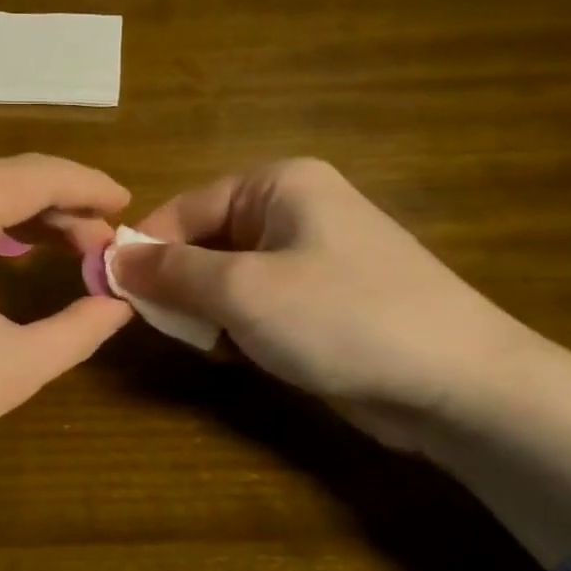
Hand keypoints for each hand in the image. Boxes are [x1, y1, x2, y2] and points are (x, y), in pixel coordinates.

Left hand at [0, 155, 132, 545]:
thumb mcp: (15, 364)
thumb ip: (80, 327)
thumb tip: (121, 302)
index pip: (37, 175)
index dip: (89, 188)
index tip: (128, 207)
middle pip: (4, 174)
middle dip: (60, 202)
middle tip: (102, 241)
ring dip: (23, 208)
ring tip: (70, 242)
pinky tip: (12, 243)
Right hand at [111, 159, 570, 566]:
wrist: (460, 385)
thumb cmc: (342, 318)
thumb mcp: (241, 291)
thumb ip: (169, 272)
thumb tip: (110, 259)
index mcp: (277, 185)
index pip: (183, 208)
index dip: (144, 251)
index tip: (114, 294)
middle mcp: (294, 209)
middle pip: (204, 242)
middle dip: (181, 287)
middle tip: (172, 329)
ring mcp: (312, 255)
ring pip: (226, 278)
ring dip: (209, 313)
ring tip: (216, 346)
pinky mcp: (323, 299)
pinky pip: (257, 303)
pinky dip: (240, 328)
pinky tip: (245, 356)